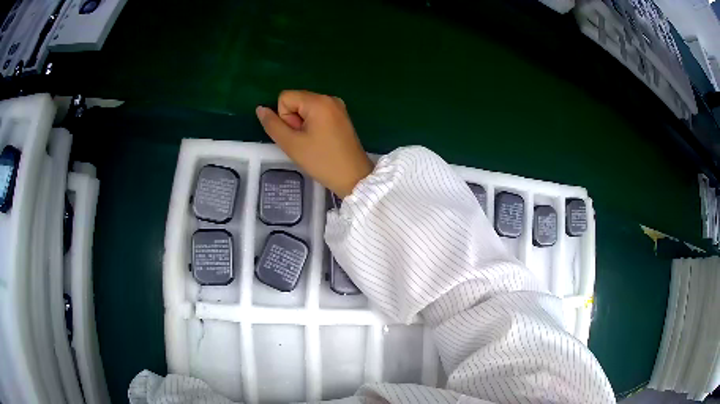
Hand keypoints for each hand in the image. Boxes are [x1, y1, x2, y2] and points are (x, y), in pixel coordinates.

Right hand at [256, 90, 373, 197]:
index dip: (284, 117)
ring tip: (313, 142)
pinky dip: (313, 125)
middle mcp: (329, 98)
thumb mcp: (291, 144)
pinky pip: (317, 113)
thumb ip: (272, 124)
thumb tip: (260, 108)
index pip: (284, 97)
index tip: (296, 135)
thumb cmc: (322, 161)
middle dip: (293, 120)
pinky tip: (320, 141)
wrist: (354, 177)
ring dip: (302, 124)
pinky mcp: (341, 116)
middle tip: (305, 141)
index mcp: (318, 101)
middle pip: (296, 101)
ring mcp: (337, 106)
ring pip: (305, 108)